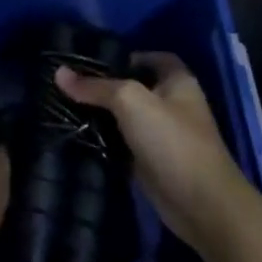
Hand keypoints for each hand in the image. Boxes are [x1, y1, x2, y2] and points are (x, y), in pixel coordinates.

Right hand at [55, 52, 250, 253]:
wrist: (202, 205)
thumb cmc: (172, 141)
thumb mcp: (131, 102)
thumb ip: (96, 87)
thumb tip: (59, 73)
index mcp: (177, 81)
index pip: (151, 57)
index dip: (126, 55)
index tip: (92, 61)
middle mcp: (172, 104)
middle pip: (134, 87)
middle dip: (104, 86)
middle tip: (69, 83)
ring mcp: (162, 135)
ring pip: (125, 117)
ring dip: (101, 114)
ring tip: (64, 105)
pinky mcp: (151, 162)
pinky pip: (122, 143)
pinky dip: (104, 140)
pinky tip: (78, 134)